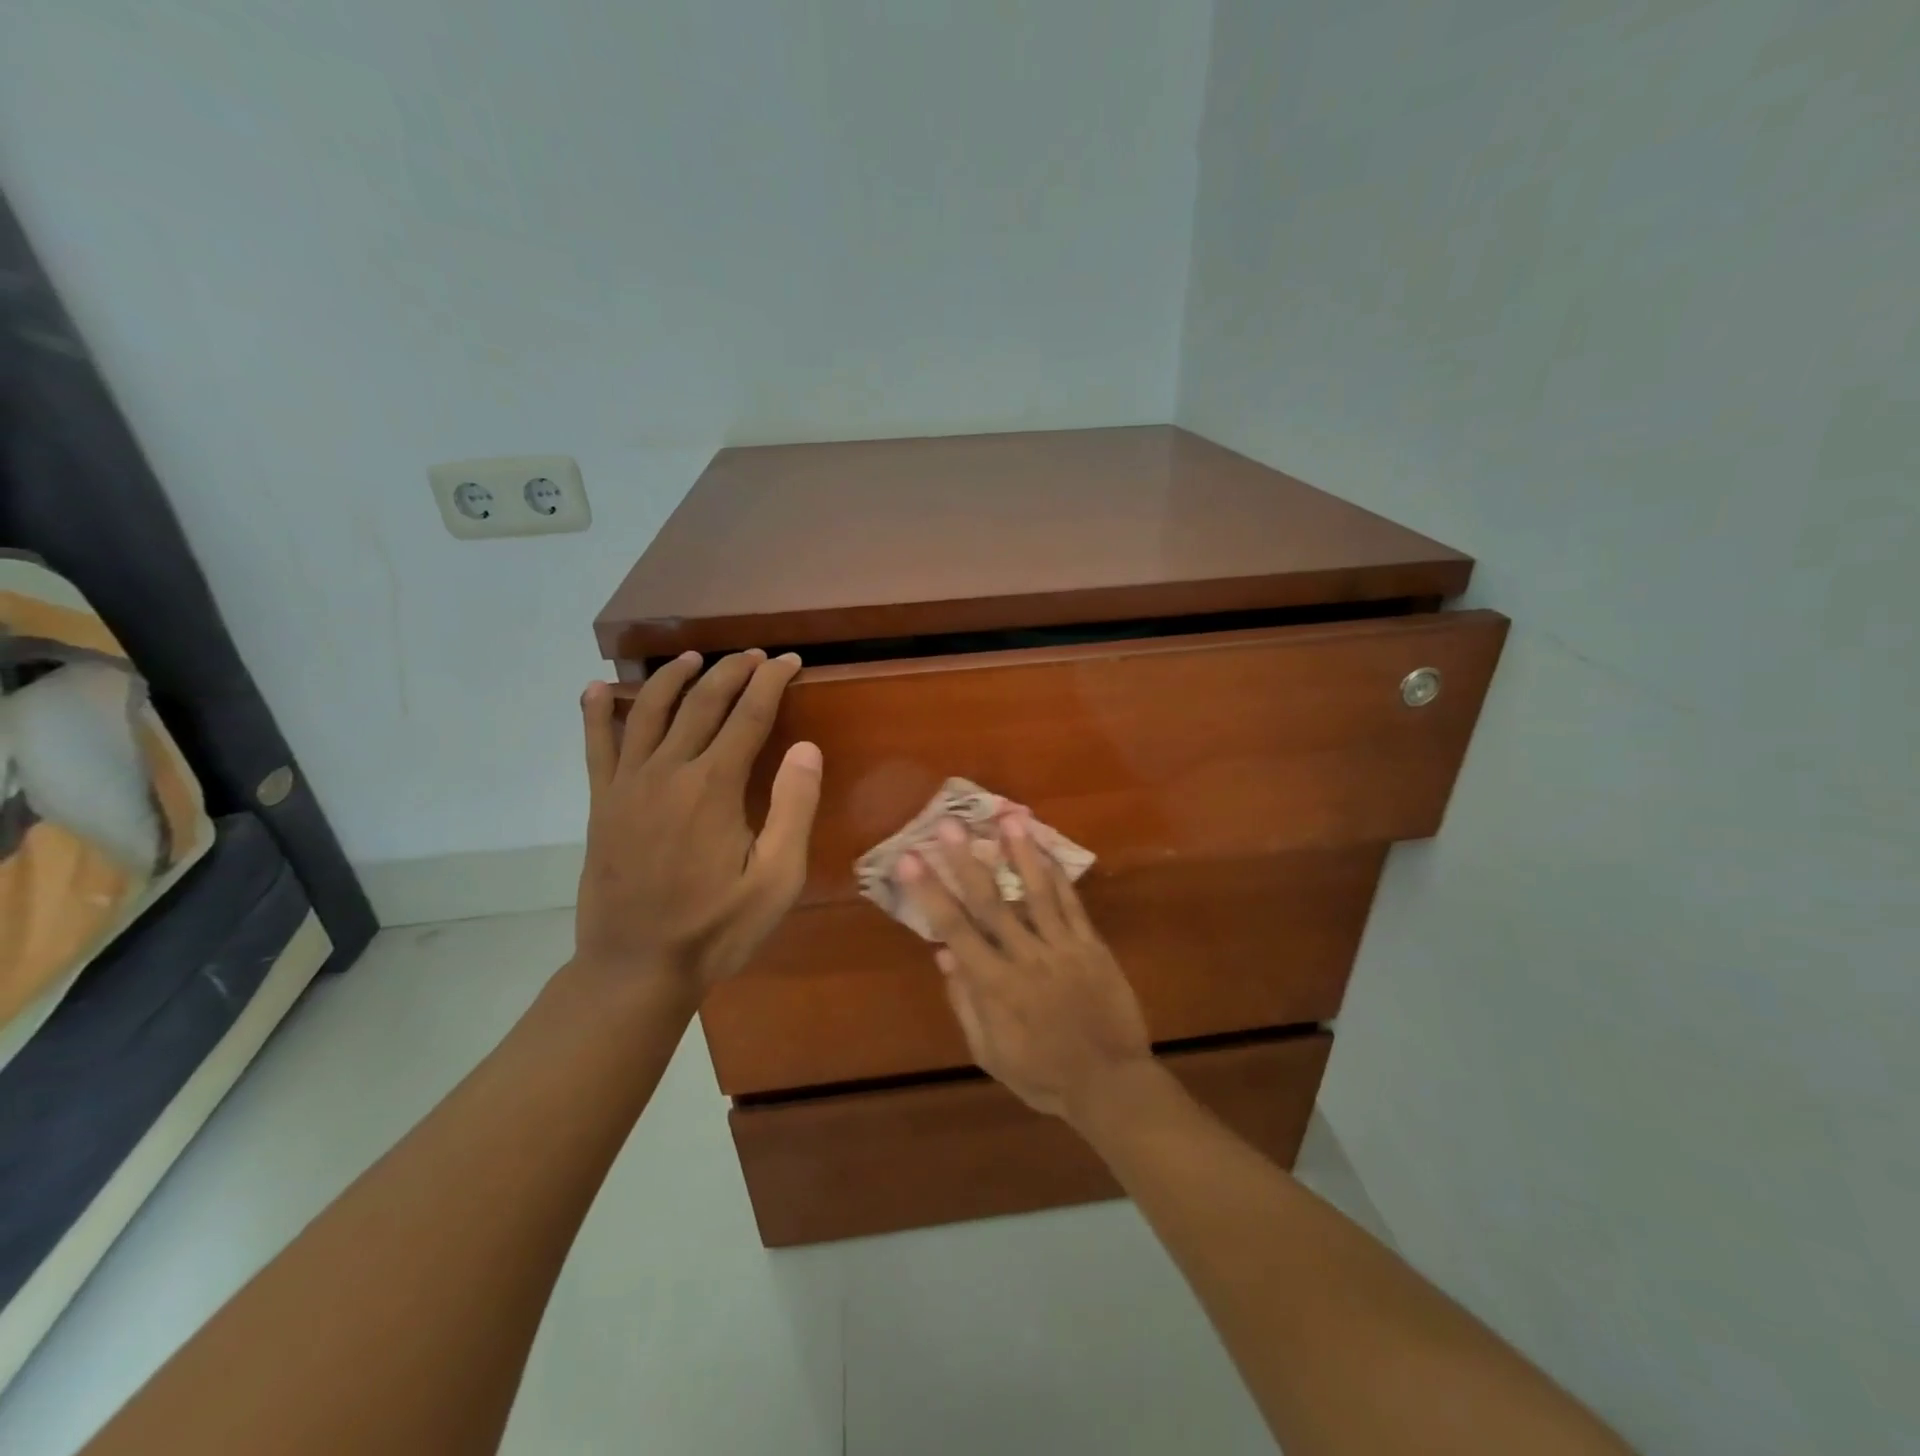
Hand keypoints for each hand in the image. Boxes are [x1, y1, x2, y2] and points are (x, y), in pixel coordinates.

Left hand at [575, 649, 821, 996]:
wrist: (636, 968)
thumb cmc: (716, 928)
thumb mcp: (777, 879)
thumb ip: (793, 808)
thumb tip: (806, 746)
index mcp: (714, 786)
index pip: (749, 714)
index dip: (771, 682)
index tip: (789, 661)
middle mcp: (668, 771)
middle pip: (702, 702)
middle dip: (731, 671)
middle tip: (754, 656)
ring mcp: (627, 785)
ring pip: (649, 711)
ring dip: (673, 677)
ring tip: (692, 658)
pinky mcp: (602, 804)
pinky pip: (596, 746)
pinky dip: (597, 713)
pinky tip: (597, 689)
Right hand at [898, 814, 1151, 1119]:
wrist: (1110, 1083)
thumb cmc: (1043, 1075)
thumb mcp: (991, 1054)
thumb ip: (966, 1003)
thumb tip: (944, 954)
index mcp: (996, 986)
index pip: (954, 929)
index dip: (930, 893)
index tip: (909, 859)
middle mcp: (1026, 958)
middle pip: (991, 902)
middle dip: (965, 861)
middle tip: (948, 824)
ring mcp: (1062, 948)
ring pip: (1036, 892)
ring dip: (1019, 853)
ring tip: (1006, 818)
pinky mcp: (1091, 945)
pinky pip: (1072, 904)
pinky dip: (1057, 875)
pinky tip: (1045, 849)